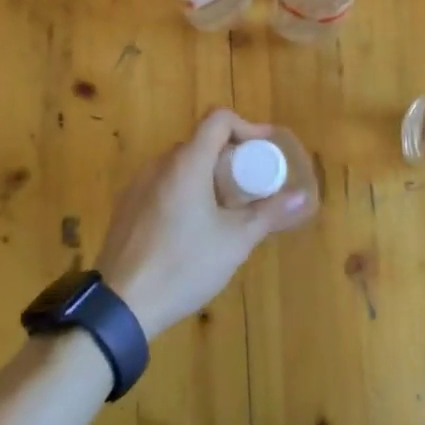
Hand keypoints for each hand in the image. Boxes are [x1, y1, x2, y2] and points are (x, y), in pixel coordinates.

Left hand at [94, 109, 316, 339]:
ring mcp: (138, 185)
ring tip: (226, 211)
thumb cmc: (184, 265)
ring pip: (181, 165)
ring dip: (208, 176)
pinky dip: (185, 191)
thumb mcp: (235, 241)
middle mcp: (160, 164)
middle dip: (231, 158)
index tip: (265, 149)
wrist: (121, 304)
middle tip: (251, 187)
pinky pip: (163, 185)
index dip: (247, 127)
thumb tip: (302, 196)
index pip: (219, 119)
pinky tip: (193, 229)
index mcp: (187, 163)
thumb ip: (269, 213)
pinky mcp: (127, 207)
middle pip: (201, 143)